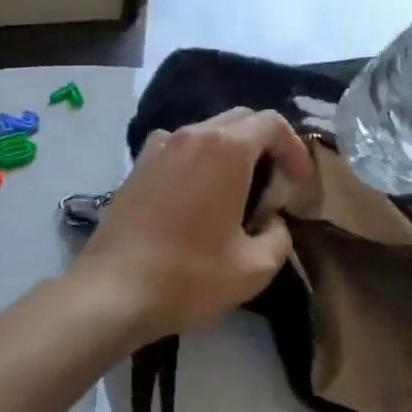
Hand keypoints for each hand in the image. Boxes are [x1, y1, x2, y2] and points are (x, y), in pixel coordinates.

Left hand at [67, 108, 312, 346]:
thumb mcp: (254, 268)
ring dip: (232, 152)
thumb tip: (273, 222)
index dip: (295, 149)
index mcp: (226, 149)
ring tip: (237, 193)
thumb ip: (279, 237)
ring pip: (209, 131)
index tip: (299, 184)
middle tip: (274, 187)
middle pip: (242, 119)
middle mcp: (192, 134)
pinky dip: (200, 160)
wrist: (111, 292)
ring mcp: (159, 147)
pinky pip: (180, 147)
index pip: (273, 123)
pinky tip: (197, 198)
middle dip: (266, 145)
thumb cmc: (189, 276)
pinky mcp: (138, 165)